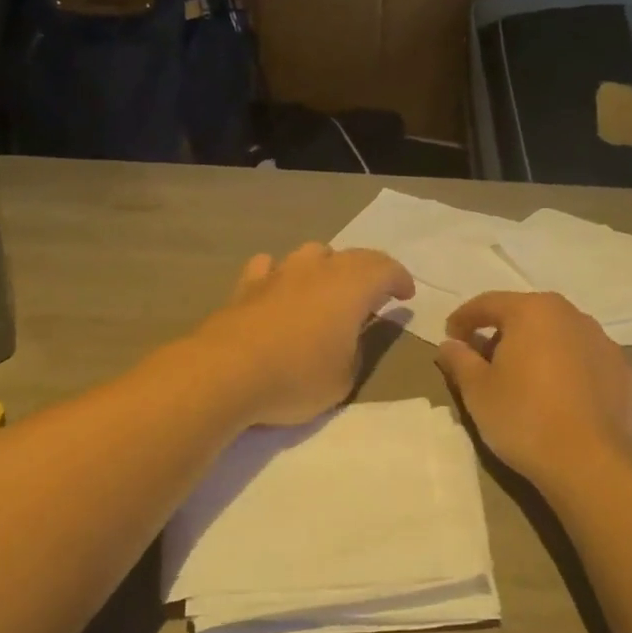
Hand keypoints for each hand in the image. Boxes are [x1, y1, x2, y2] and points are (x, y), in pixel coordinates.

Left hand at [191, 243, 413, 427]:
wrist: (226, 373)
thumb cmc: (296, 377)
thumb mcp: (344, 379)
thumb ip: (357, 351)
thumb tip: (354, 336)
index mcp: (351, 287)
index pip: (386, 269)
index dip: (400, 280)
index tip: (405, 296)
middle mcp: (318, 269)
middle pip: (353, 256)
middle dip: (370, 270)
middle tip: (375, 293)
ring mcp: (280, 272)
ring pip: (312, 253)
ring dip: (327, 266)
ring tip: (328, 288)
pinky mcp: (247, 285)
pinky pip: (271, 266)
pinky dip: (282, 274)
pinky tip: (279, 288)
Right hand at [436, 292, 631, 493]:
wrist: (590, 463)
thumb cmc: (523, 417)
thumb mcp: (477, 390)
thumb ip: (459, 360)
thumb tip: (449, 344)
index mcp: (533, 310)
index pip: (488, 303)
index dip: (464, 318)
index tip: (450, 338)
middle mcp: (572, 316)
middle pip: (528, 316)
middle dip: (503, 334)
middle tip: (485, 361)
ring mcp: (605, 343)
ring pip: (561, 337)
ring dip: (540, 350)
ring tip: (525, 381)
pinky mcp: (626, 373)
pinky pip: (587, 364)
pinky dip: (570, 373)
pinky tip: (562, 399)